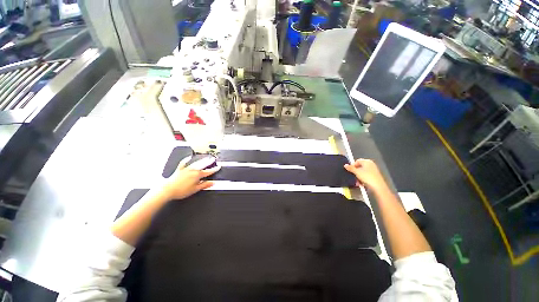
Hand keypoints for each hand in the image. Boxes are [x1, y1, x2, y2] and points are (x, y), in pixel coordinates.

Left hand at [162, 156, 220, 200]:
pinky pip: (183, 163)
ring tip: (206, 158)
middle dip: (209, 162)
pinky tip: (189, 157)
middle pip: (203, 165)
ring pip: (196, 163)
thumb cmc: (180, 190)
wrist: (167, 190)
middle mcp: (192, 170)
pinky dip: (187, 159)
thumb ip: (205, 185)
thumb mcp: (195, 189)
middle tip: (213, 159)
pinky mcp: (179, 170)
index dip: (215, 169)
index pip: (209, 171)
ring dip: (202, 160)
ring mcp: (186, 169)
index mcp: (197, 175)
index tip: (219, 166)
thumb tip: (213, 183)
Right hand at [344, 159, 387, 190]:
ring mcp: (373, 170)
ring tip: (357, 182)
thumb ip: (350, 168)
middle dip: (355, 172)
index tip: (350, 171)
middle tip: (353, 177)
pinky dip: (363, 179)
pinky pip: (366, 175)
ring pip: (362, 172)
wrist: (378, 187)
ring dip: (358, 177)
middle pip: (359, 167)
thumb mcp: (357, 172)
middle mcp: (371, 164)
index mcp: (367, 161)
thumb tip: (345, 165)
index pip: (357, 161)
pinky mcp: (375, 176)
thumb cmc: (367, 177)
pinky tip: (361, 183)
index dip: (352, 166)